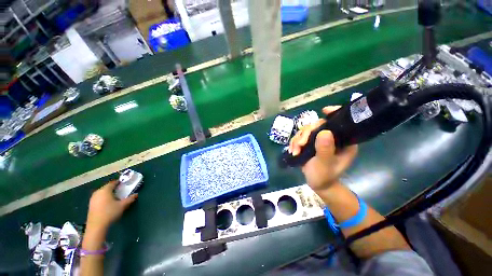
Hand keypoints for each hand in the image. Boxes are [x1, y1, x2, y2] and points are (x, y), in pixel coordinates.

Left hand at [86, 180, 137, 230]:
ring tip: (115, 196)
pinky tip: (108, 203)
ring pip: (102, 192)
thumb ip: (130, 199)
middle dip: (113, 188)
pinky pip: (99, 197)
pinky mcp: (91, 205)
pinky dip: (104, 198)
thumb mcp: (122, 205)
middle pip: (106, 187)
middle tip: (121, 190)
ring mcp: (93, 198)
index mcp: (105, 190)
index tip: (124, 183)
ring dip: (108, 193)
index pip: (113, 183)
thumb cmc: (110, 212)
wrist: (96, 226)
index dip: (119, 182)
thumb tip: (136, 194)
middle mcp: (98, 192)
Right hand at [289, 106, 357, 190]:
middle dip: (305, 134)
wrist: (317, 184)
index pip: (340, 123)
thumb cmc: (325, 176)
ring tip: (294, 151)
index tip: (324, 111)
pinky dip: (294, 142)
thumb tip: (324, 131)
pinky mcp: (310, 143)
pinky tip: (292, 150)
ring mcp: (319, 140)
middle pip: (317, 125)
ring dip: (297, 139)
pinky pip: (300, 137)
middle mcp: (332, 138)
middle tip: (299, 145)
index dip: (333, 114)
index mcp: (343, 141)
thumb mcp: (325, 164)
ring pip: (306, 131)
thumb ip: (325, 149)